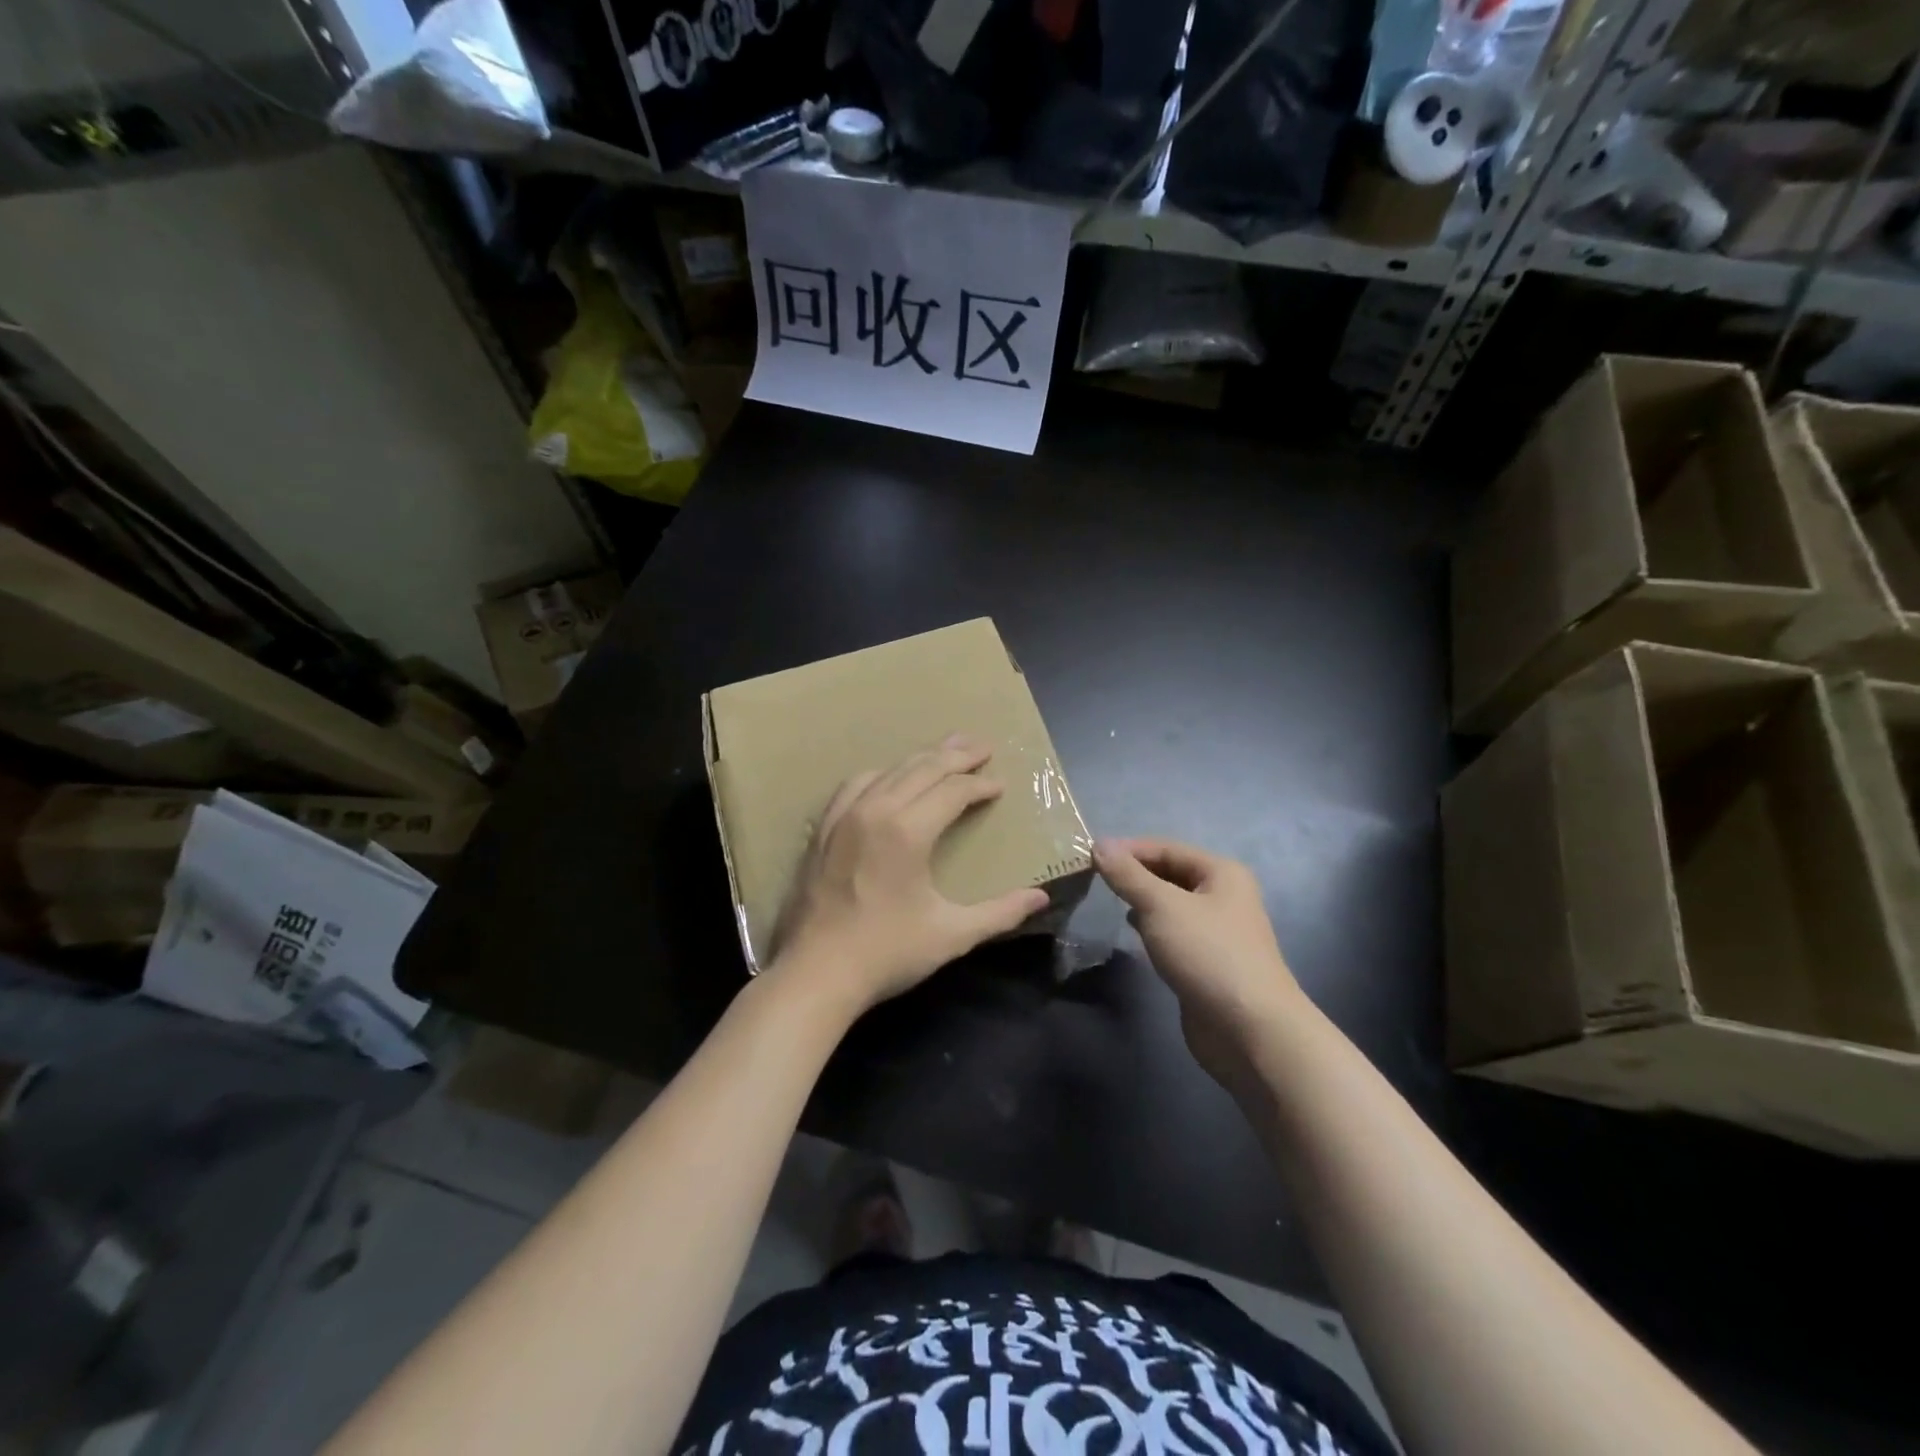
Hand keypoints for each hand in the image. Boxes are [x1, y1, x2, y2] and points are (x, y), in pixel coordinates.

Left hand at [769, 735, 1050, 1015]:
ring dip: (921, 759)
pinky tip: (889, 778)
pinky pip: (855, 785)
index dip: (980, 784)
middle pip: (922, 768)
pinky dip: (881, 774)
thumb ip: (1000, 913)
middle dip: (956, 755)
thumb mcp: (952, 934)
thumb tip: (1040, 898)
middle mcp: (875, 810)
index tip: (999, 786)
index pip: (953, 791)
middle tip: (982, 746)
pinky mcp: (823, 830)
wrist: (815, 974)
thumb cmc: (887, 953)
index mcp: (907, 831)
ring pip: (889, 771)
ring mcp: (843, 817)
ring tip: (945, 751)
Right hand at [1093, 838, 1304, 1090]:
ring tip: (1107, 900)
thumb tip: (1099, 844)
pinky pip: (1173, 932)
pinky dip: (1151, 927)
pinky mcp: (1207, 961)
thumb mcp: (1161, 906)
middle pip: (1170, 873)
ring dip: (1141, 900)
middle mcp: (1223, 896)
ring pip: (1171, 904)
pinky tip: (1132, 931)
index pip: (1166, 847)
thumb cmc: (1208, 954)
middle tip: (1092, 878)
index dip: (1128, 849)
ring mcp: (1217, 931)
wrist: (1250, 1030)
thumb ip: (1128, 875)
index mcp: (1221, 873)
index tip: (1089, 856)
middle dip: (1134, 874)